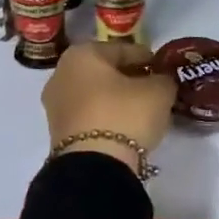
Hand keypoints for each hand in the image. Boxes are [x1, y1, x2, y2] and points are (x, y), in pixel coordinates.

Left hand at [42, 42, 177, 171]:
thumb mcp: (158, 92)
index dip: (145, 57)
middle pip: (104, 71)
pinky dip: (105, 117)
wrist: (93, 168)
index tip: (161, 67)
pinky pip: (88, 116)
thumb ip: (163, 79)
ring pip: (94, 94)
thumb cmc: (124, 115)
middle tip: (152, 87)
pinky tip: (125, 126)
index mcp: (82, 54)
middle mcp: (62, 73)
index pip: (122, 49)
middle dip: (128, 77)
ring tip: (141, 109)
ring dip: (116, 99)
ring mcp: (56, 105)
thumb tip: (161, 81)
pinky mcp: (57, 133)